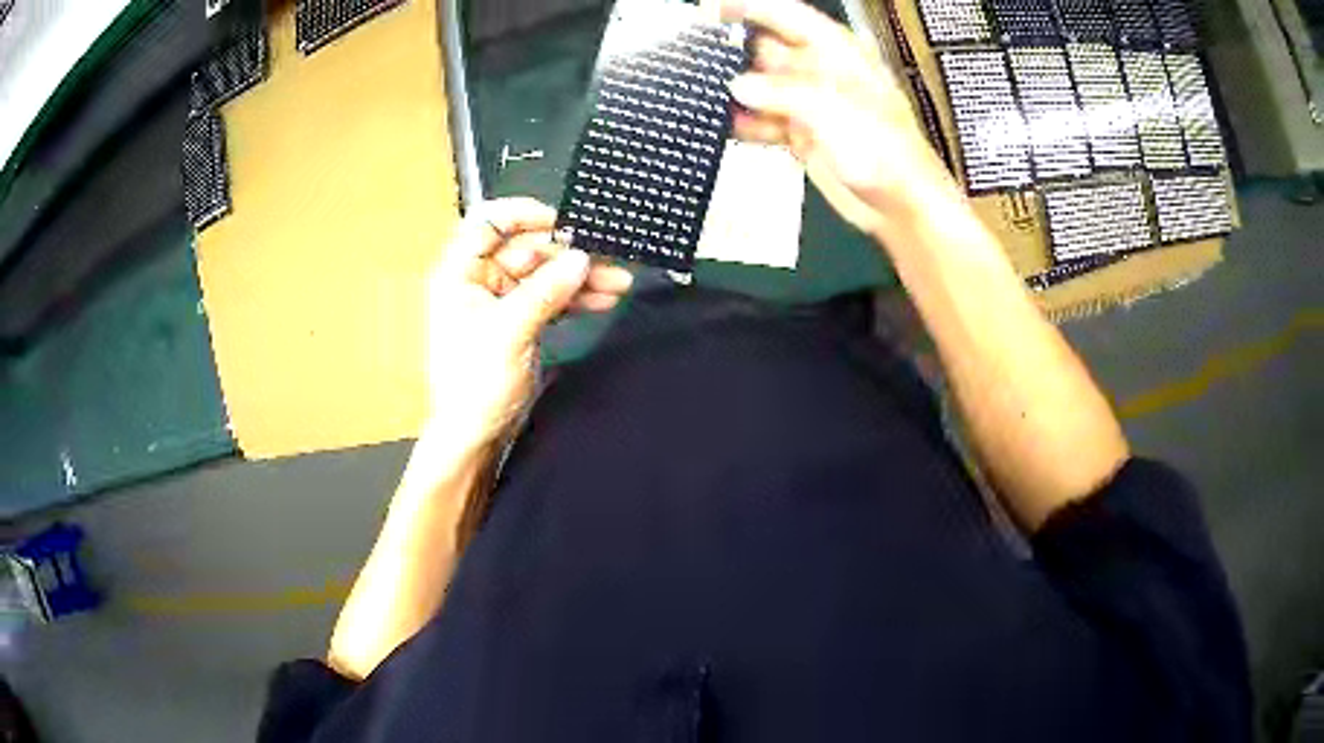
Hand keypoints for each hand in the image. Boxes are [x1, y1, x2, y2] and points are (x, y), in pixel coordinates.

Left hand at [425, 198, 632, 449]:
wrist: (476, 435)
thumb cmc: (476, 383)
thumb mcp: (509, 332)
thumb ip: (545, 292)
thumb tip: (581, 258)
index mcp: (460, 273)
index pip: (487, 223)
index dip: (522, 214)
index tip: (562, 221)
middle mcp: (479, 279)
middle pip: (526, 248)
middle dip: (566, 253)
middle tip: (605, 258)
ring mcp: (502, 300)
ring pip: (545, 273)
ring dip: (579, 276)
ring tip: (618, 282)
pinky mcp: (521, 320)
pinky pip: (551, 297)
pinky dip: (576, 297)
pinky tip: (604, 299)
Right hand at [715, 0, 959, 237]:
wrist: (900, 206)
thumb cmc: (885, 150)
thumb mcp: (835, 110)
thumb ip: (783, 93)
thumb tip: (737, 87)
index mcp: (835, 51)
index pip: (786, 15)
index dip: (749, 7)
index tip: (710, 10)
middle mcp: (818, 71)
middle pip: (766, 48)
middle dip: (732, 50)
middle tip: (691, 57)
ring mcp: (808, 104)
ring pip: (760, 86)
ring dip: (733, 90)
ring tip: (696, 92)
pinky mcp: (799, 134)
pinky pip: (762, 120)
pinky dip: (742, 123)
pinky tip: (718, 125)